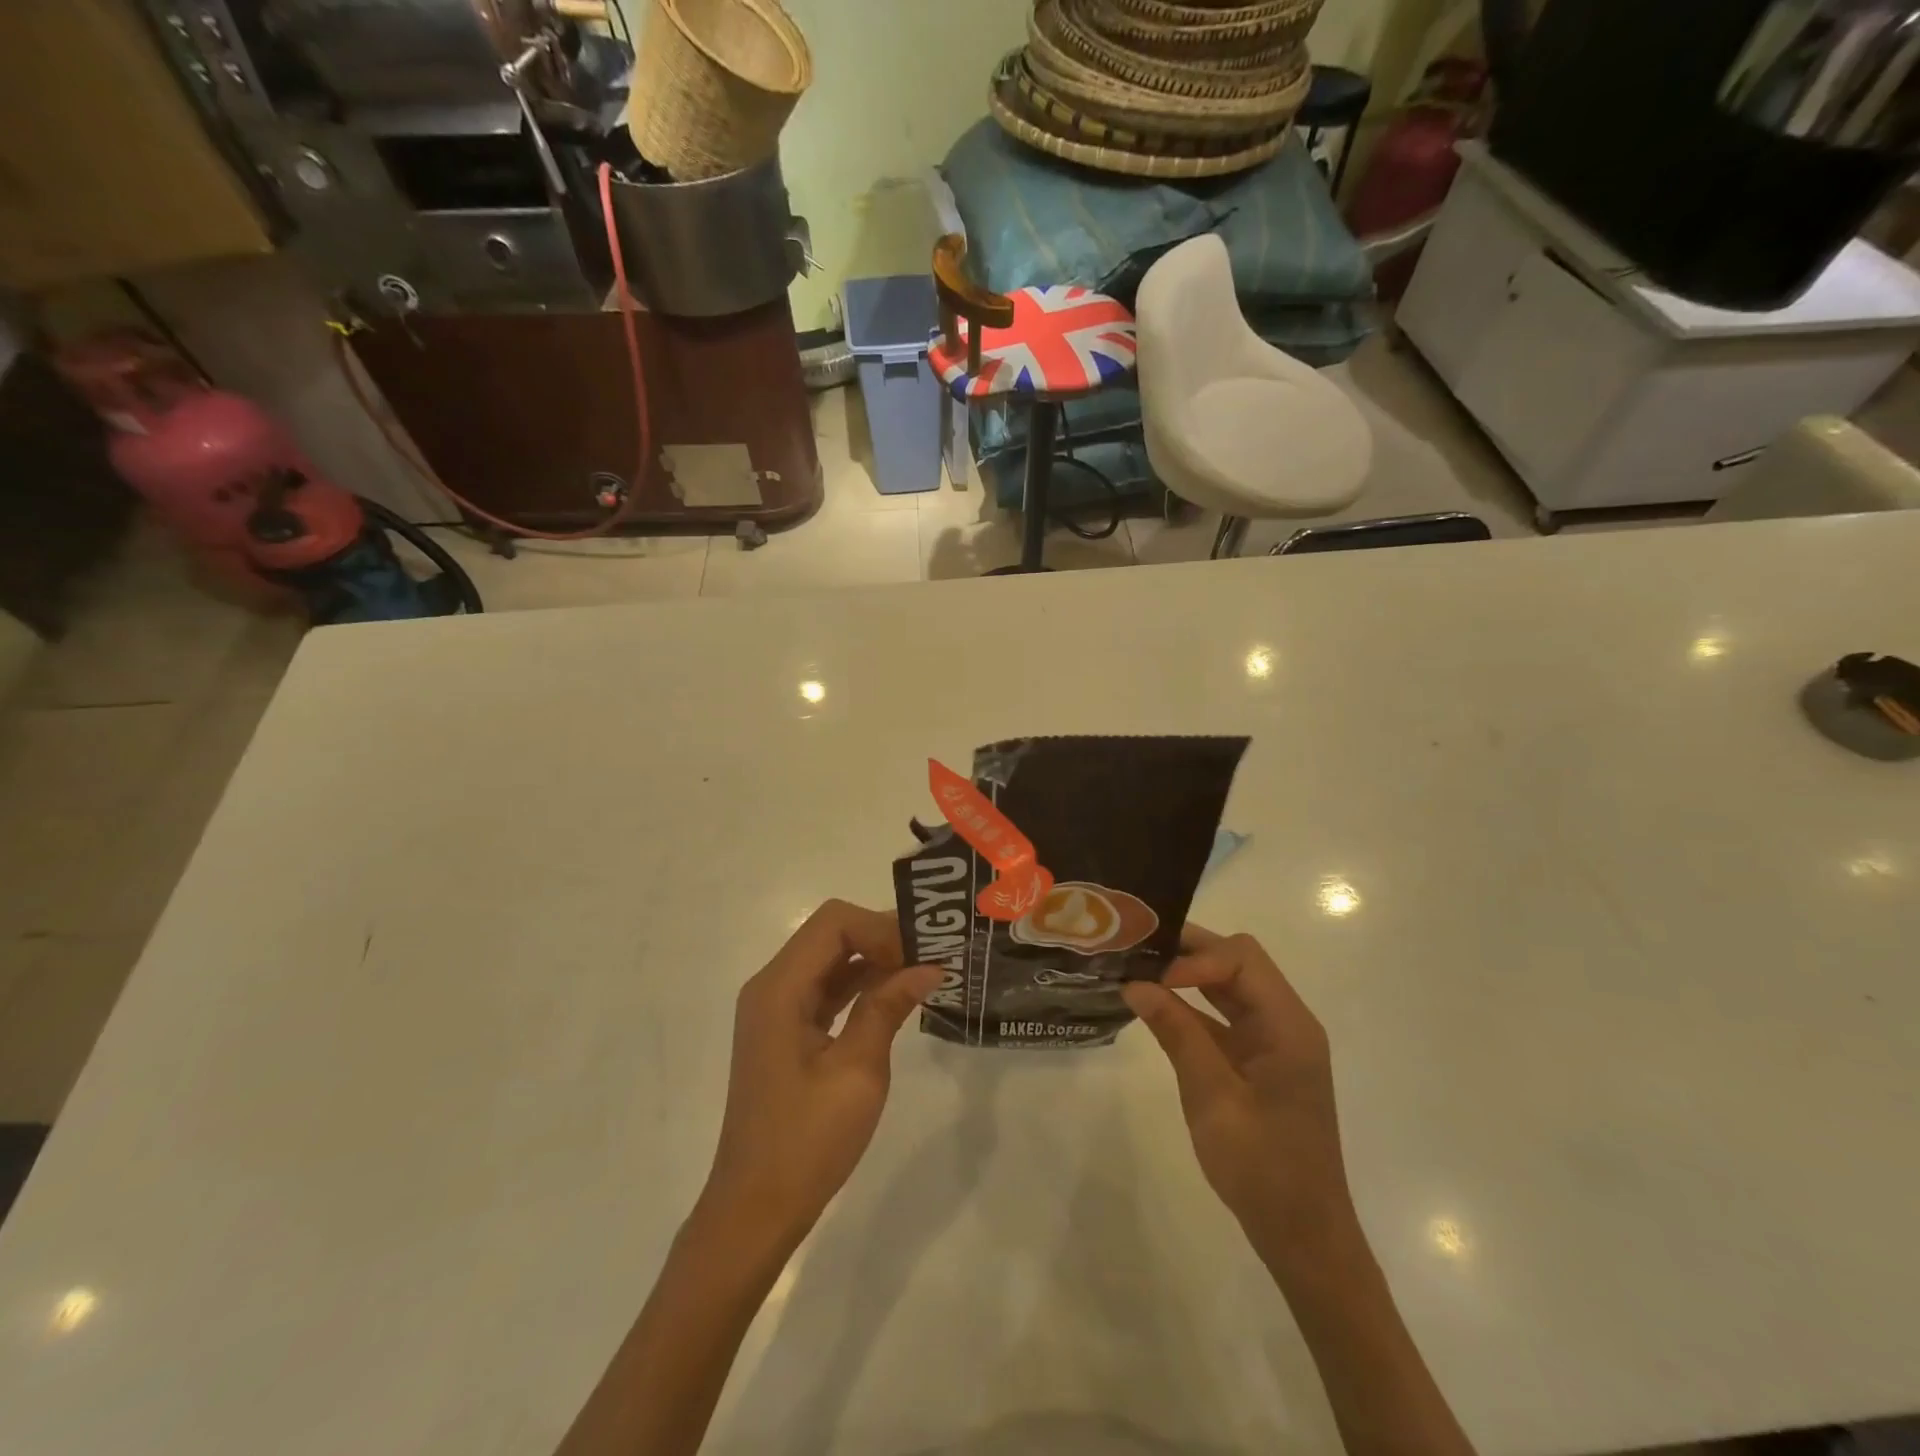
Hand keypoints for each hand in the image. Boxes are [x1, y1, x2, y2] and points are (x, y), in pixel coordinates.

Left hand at [697, 900, 940, 1255]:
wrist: (755, 1210)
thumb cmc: (806, 1143)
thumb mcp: (857, 1072)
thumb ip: (888, 1008)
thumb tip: (929, 966)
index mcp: (779, 989)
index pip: (833, 923)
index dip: (881, 927)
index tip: (922, 954)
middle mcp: (771, 987)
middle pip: (830, 934)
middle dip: (881, 937)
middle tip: (931, 956)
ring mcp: (775, 1008)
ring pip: (830, 959)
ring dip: (874, 959)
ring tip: (924, 970)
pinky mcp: (785, 1030)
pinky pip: (825, 988)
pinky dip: (860, 984)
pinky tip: (896, 995)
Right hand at [1121, 927, 1353, 1259]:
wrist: (1303, 1237)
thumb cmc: (1263, 1169)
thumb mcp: (1213, 1099)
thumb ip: (1177, 1034)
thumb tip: (1135, 983)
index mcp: (1289, 1026)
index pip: (1241, 959)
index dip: (1195, 957)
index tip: (1152, 978)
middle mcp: (1286, 1022)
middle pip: (1237, 962)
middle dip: (1187, 952)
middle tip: (1136, 954)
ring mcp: (1273, 1041)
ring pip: (1228, 984)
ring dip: (1186, 975)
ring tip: (1137, 970)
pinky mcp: (1259, 1060)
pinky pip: (1223, 1015)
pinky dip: (1190, 1005)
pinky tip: (1155, 1007)